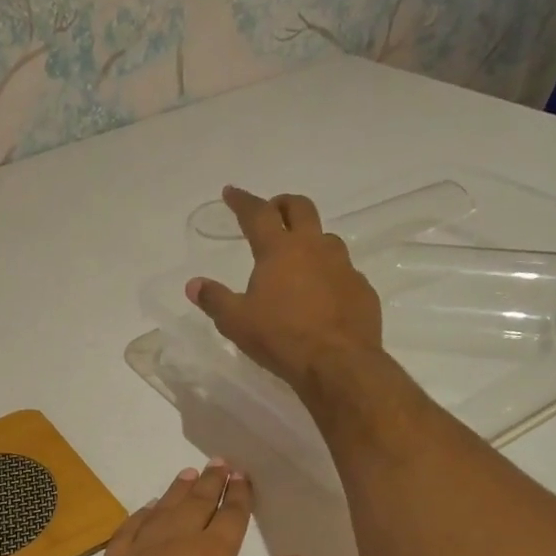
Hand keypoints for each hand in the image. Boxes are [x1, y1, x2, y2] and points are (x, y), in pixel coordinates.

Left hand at [73, 460, 305, 555]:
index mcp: (213, 555)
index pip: (231, 515)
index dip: (240, 494)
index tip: (242, 476)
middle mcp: (174, 543)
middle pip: (196, 503)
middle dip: (210, 482)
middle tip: (218, 463)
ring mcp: (138, 554)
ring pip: (161, 510)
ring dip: (176, 491)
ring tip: (187, 474)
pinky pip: (127, 530)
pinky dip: (140, 514)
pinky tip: (147, 508)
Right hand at [185, 186, 382, 392]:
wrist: (338, 363)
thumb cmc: (281, 338)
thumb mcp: (236, 322)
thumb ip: (214, 299)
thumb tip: (194, 284)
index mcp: (279, 250)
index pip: (257, 213)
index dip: (242, 201)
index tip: (231, 192)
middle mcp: (314, 248)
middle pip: (301, 208)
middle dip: (282, 204)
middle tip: (272, 212)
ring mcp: (343, 267)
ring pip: (326, 238)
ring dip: (310, 239)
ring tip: (298, 258)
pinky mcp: (362, 289)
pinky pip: (344, 272)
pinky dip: (329, 274)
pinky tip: (322, 295)